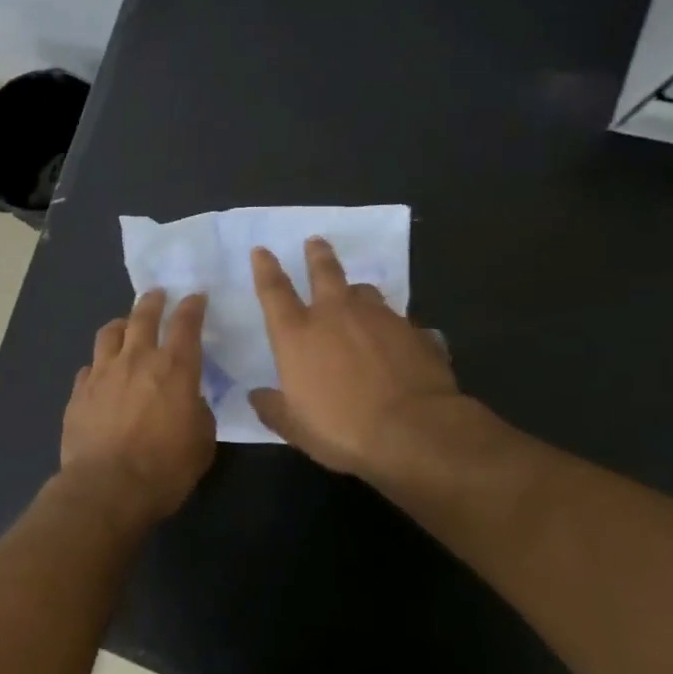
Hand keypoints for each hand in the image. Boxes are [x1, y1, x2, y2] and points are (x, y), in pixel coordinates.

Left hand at [61, 289, 215, 523]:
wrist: (107, 488)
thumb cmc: (165, 468)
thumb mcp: (201, 442)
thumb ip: (198, 411)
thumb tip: (189, 400)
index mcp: (174, 368)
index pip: (186, 324)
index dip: (192, 307)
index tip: (195, 297)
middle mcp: (136, 359)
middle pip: (143, 317)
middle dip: (153, 302)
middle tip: (157, 295)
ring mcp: (102, 372)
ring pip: (109, 334)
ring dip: (120, 325)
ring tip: (124, 325)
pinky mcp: (79, 392)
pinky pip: (89, 367)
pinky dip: (99, 365)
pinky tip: (100, 373)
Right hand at [249, 238, 471, 488]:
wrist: (415, 431)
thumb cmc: (342, 428)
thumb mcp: (294, 427)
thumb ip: (273, 408)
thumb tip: (256, 396)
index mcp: (297, 334)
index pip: (274, 291)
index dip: (265, 268)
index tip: (262, 250)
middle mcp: (336, 315)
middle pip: (324, 273)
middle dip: (317, 255)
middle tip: (315, 241)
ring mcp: (380, 319)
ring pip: (365, 292)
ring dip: (357, 292)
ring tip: (357, 295)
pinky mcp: (416, 332)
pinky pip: (401, 322)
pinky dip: (394, 328)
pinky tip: (400, 342)